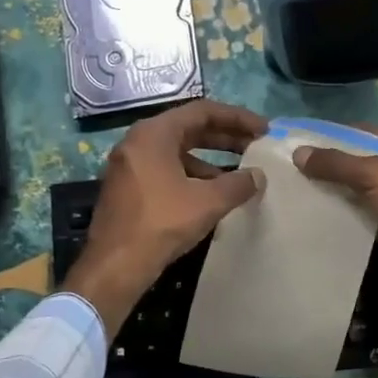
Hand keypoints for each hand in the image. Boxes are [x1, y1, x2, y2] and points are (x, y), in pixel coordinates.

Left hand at [65, 100, 268, 334]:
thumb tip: (258, 176)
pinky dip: (192, 174)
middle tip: (255, 146)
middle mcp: (138, 141)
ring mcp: (130, 165)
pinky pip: (167, 169)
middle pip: (189, 128)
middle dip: (225, 137)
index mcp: (154, 133)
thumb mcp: (208, 202)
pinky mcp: (129, 188)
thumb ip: (238, 184)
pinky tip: (212, 194)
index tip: (263, 130)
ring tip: (239, 174)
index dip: (237, 118)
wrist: (115, 267)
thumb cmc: (161, 223)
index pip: (202, 111)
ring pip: (178, 151)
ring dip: (211, 159)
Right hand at [294, 133, 377, 333]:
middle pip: (376, 162)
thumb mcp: (374, 176)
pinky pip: (376, 215)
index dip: (349, 135)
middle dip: (345, 165)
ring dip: (349, 191)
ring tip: (314, 188)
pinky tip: (331, 214)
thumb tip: (299, 154)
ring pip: (375, 191)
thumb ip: (337, 164)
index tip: (318, 141)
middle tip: (310, 166)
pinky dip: (357, 215)